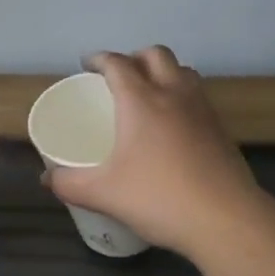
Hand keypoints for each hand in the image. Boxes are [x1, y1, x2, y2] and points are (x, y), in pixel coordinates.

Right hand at [45, 47, 261, 255]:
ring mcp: (202, 110)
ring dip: (164, 71)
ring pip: (183, 71)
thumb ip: (69, 184)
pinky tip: (174, 124)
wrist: (227, 221)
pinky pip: (199, 96)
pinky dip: (183, 96)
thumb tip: (46, 180)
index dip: (100, 59)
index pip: (117, 63)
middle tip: (120, 76)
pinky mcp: (221, 130)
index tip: (87, 65)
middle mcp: (173, 94)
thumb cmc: (159, 197)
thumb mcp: (104, 193)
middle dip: (135, 57)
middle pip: (156, 54)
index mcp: (140, 99)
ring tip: (150, 92)